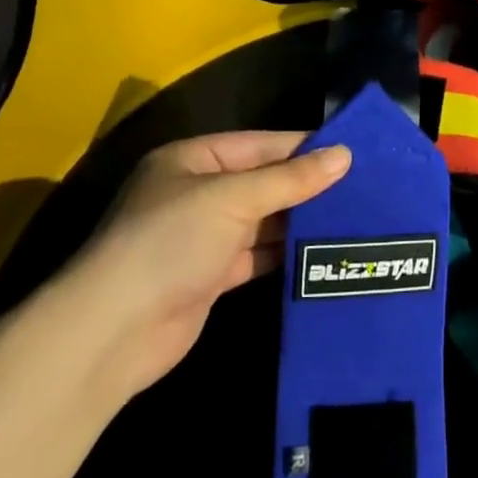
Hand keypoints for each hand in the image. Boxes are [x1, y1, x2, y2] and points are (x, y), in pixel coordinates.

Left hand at [56, 131, 350, 399]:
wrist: (114, 332)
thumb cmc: (170, 242)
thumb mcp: (233, 198)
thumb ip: (290, 179)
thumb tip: (345, 155)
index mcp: (193, 160)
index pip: (260, 145)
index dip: (304, 147)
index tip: (352, 150)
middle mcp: (197, 193)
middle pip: (263, 182)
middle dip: (306, 186)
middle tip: (363, 186)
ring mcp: (203, 236)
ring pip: (263, 220)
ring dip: (300, 220)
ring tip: (353, 216)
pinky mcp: (211, 276)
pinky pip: (258, 255)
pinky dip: (285, 253)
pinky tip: (322, 251)